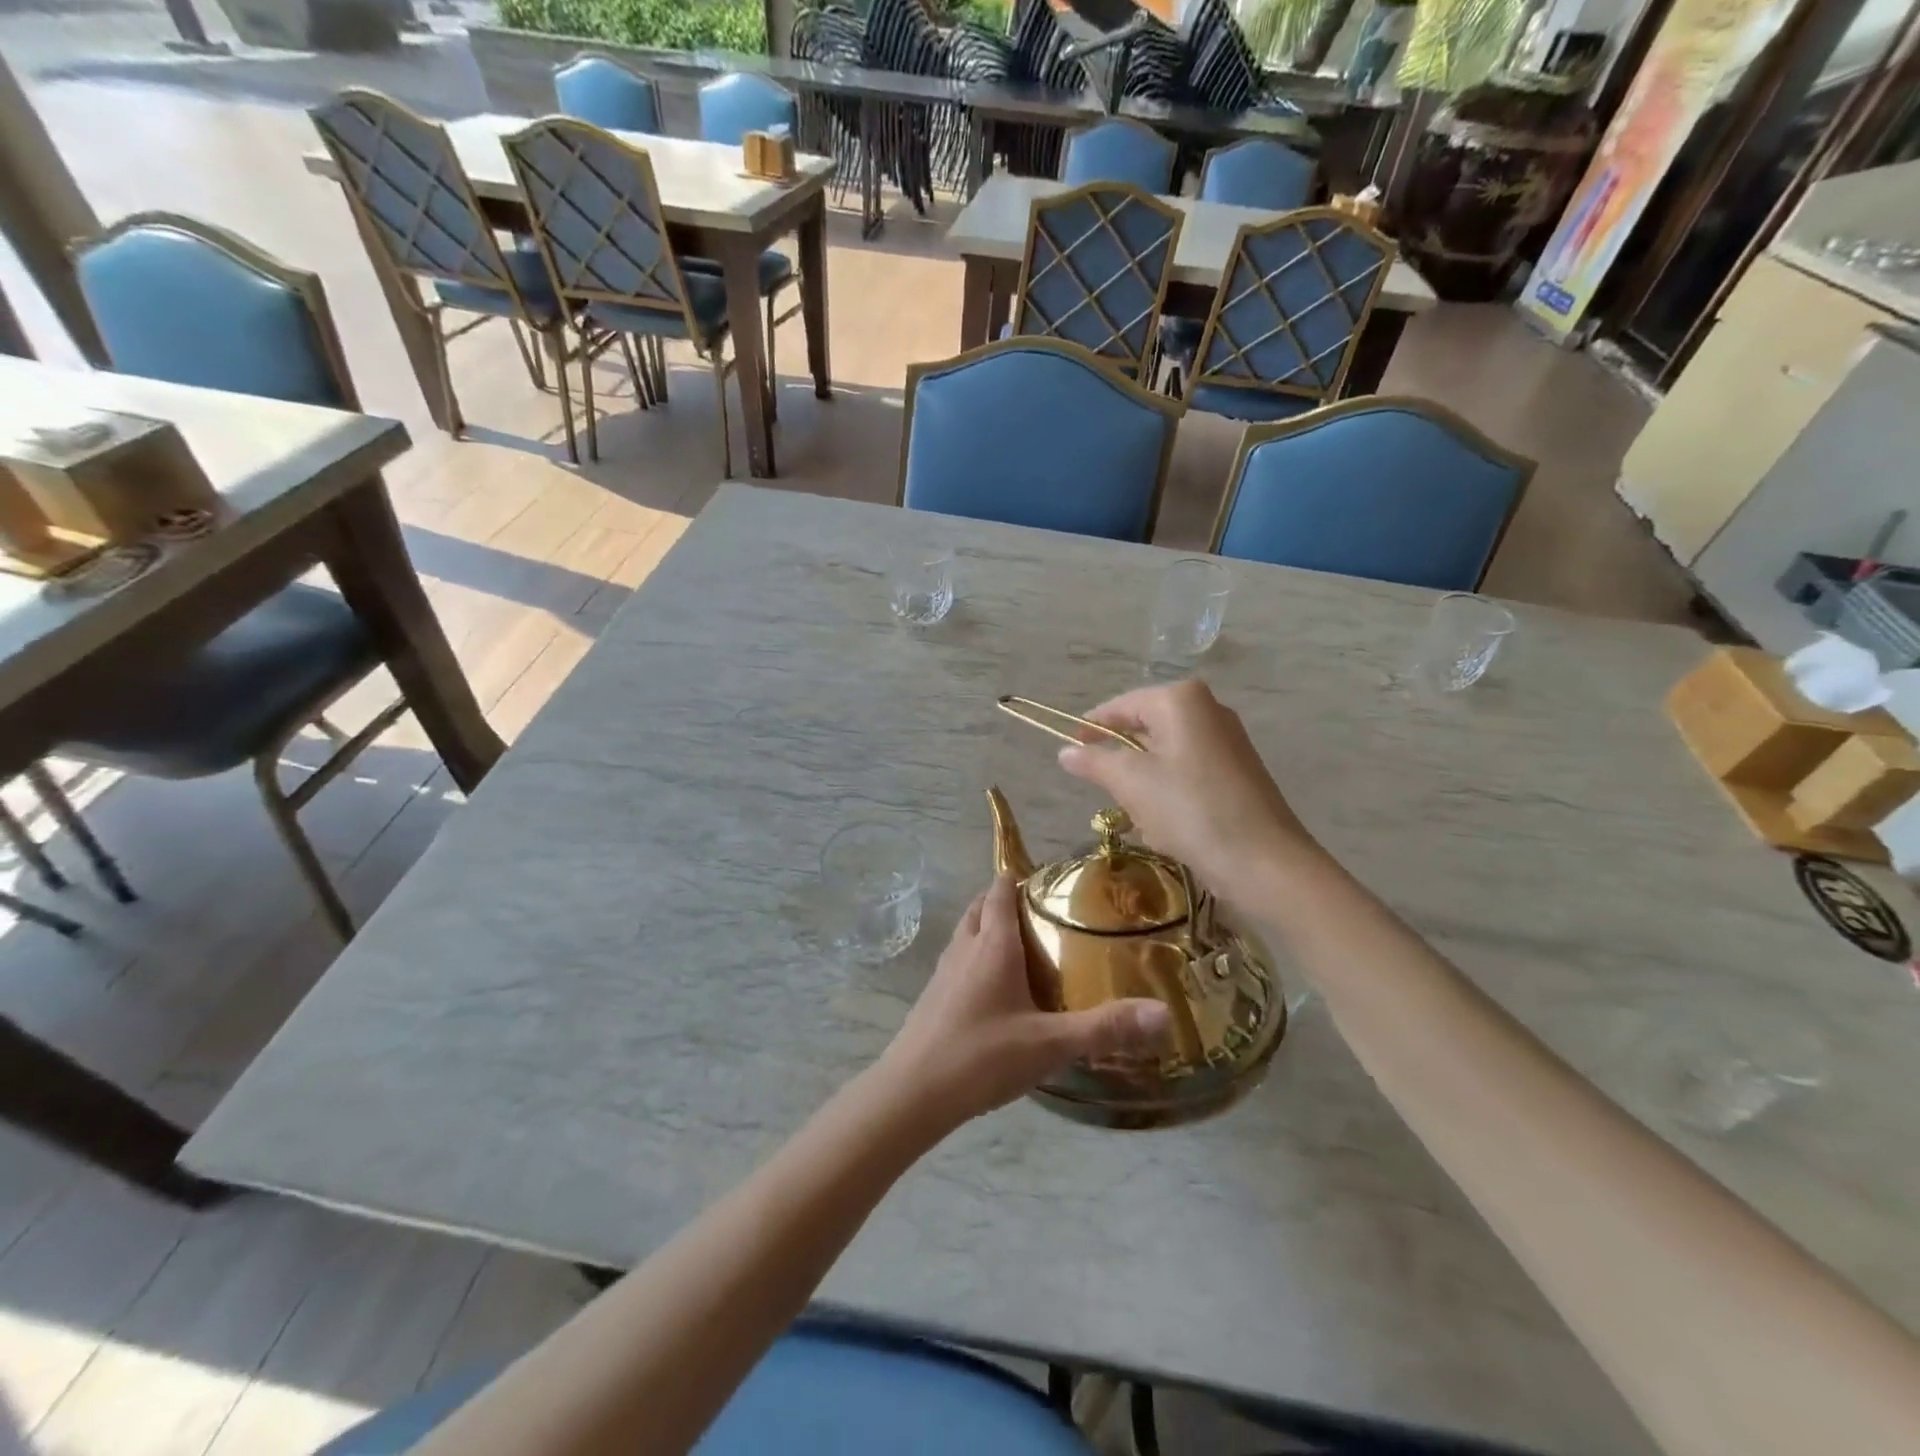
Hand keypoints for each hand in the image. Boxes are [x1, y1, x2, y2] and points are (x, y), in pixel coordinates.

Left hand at [879, 876, 1169, 1128]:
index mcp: (992, 944)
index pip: (1000, 889)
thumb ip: (1105, 1028)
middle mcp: (964, 947)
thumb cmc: (981, 1056)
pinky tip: (997, 990)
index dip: (1021, 877)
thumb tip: (1164, 1014)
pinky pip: (959, 961)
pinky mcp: (933, 997)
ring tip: (1023, 946)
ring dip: (989, 928)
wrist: (912, 1092)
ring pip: (967, 933)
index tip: (1050, 881)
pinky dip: (977, 957)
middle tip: (1043, 913)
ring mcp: (944, 972)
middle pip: (981, 906)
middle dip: (1005, 900)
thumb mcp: (1050, 1044)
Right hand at [1056, 680, 1324, 908]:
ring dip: (1145, 786)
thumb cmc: (1189, 810)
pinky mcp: (1238, 771)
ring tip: (1142, 819)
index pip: (1121, 706)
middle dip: (1122, 763)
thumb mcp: (1131, 783)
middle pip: (1144, 729)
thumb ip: (1094, 762)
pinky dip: (1169, 795)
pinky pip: (1188, 774)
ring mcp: (1227, 740)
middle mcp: (1208, 710)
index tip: (1068, 751)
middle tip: (1107, 794)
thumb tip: (1065, 753)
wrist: (1262, 860)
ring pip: (1164, 756)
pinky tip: (1168, 828)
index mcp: (1181, 700)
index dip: (1091, 728)